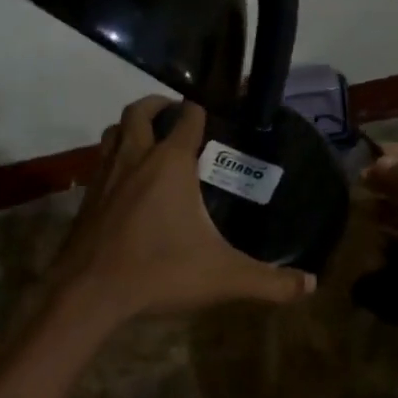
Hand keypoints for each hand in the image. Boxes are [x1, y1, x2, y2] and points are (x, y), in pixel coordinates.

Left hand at [54, 97, 314, 326]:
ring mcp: (106, 175)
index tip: (211, 111)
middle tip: (174, 114)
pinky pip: (101, 161)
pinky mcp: (87, 197)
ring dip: (131, 127)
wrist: (88, 293)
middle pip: (139, 111)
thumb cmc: (159, 271)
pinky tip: (126, 182)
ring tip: (149, 140)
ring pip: (114, 132)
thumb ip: (268, 281)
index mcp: (169, 163)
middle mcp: (135, 158)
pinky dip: (114, 157)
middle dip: (157, 104)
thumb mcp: (222, 277)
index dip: (200, 109)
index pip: (187, 117)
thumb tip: (310, 285)